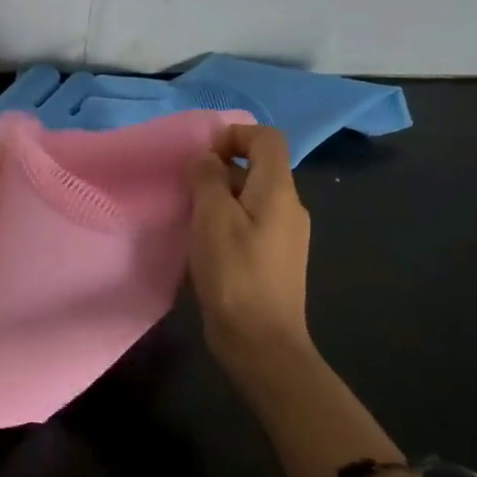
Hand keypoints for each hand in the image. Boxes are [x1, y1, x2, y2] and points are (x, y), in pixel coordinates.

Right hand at [187, 124, 315, 384]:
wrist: (261, 341)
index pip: (267, 138)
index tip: (202, 155)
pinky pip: (251, 222)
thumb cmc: (235, 274)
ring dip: (220, 196)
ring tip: (191, 217)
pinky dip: (227, 221)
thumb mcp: (212, 218)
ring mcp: (285, 235)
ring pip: (252, 197)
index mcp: (278, 191)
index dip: (235, 134)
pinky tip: (205, 244)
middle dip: (221, 168)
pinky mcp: (275, 258)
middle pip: (259, 167)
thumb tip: (207, 159)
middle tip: (187, 189)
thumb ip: (207, 179)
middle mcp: (289, 207)